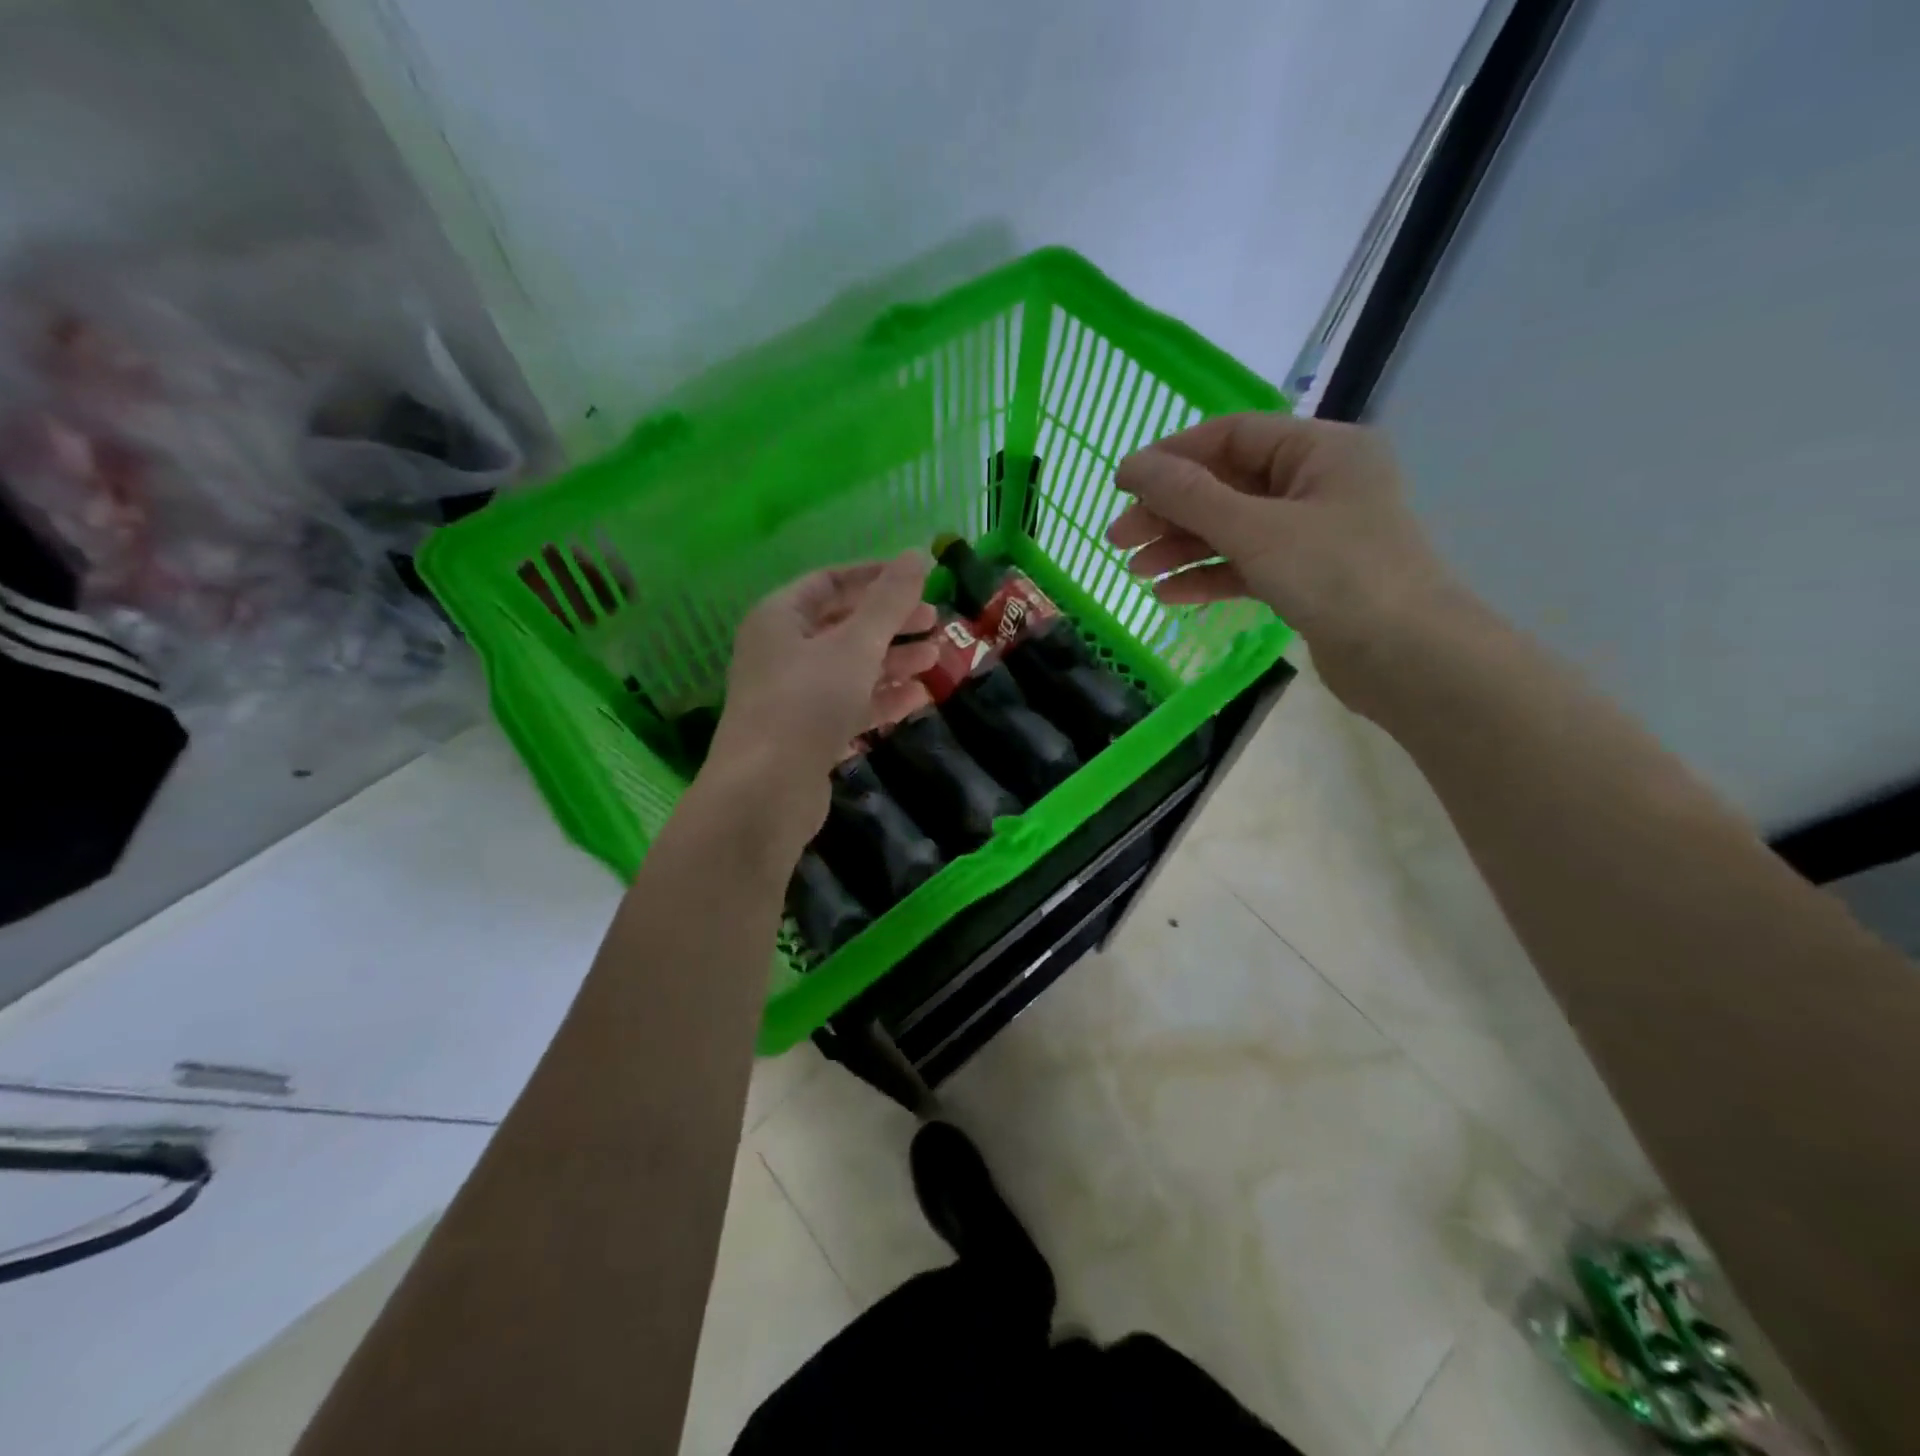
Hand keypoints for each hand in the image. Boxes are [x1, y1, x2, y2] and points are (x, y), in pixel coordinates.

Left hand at [708, 550, 938, 832]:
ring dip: (892, 661)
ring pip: (850, 668)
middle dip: (891, 623)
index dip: (875, 577)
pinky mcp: (807, 734)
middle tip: (936, 621)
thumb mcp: (855, 645)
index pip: (830, 582)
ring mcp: (793, 695)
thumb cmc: (808, 702)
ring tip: (936, 658)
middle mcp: (782, 651)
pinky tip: (918, 698)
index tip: (919, 579)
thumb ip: (889, 602)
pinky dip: (881, 699)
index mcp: (780, 617)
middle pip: (843, 625)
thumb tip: (916, 555)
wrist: (766, 791)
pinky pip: (849, 704)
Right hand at [1107, 414, 1461, 686]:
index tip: (1121, 484)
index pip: (1231, 436)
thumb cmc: (1339, 576)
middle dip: (1169, 513)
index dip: (1172, 457)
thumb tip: (1131, 467)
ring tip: (1135, 572)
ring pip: (1233, 531)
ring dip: (1182, 549)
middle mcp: (1318, 483)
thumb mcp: (1256, 530)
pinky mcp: (1307, 579)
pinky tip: (1168, 596)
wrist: (1410, 660)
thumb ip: (1190, 497)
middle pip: (1226, 486)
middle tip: (1118, 540)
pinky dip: (1209, 578)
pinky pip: (1247, 567)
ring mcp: (1314, 534)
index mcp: (1320, 450)